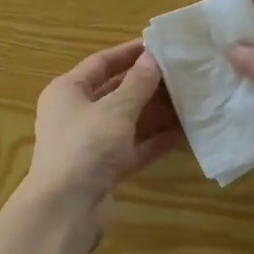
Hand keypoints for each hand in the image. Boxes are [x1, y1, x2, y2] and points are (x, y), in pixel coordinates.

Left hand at [27, 39, 183, 210]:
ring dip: (154, 112)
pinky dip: (153, 141)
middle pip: (114, 91)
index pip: (100, 63)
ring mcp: (89, 143)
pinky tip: (183, 133)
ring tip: (187, 99)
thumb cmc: (86, 146)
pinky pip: (132, 148)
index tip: (158, 45)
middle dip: (146, 83)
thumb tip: (153, 58)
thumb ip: (137, 84)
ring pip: (126, 121)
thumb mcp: (116, 110)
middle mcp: (75, 114)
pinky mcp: (103, 169)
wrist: (66, 208)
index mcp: (67, 91)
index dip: (129, 53)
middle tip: (180, 72)